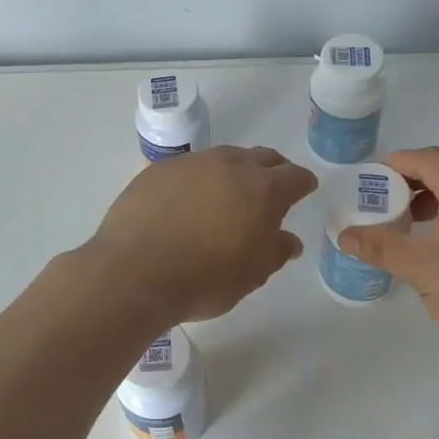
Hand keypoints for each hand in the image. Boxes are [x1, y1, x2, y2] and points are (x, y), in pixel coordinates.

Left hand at [85, 146, 317, 324]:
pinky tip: (189, 201)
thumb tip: (288, 240)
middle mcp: (230, 165)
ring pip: (224, 158)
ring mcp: (192, 164)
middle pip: (262, 157)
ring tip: (229, 194)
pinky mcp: (158, 169)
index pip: (294, 176)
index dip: (302, 183)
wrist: (133, 273)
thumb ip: (275, 252)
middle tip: (272, 188)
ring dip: (235, 171)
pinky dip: (199, 180)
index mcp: (262, 190)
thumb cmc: (204, 280)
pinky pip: (190, 168)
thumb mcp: (251, 275)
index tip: (304, 189)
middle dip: (273, 170)